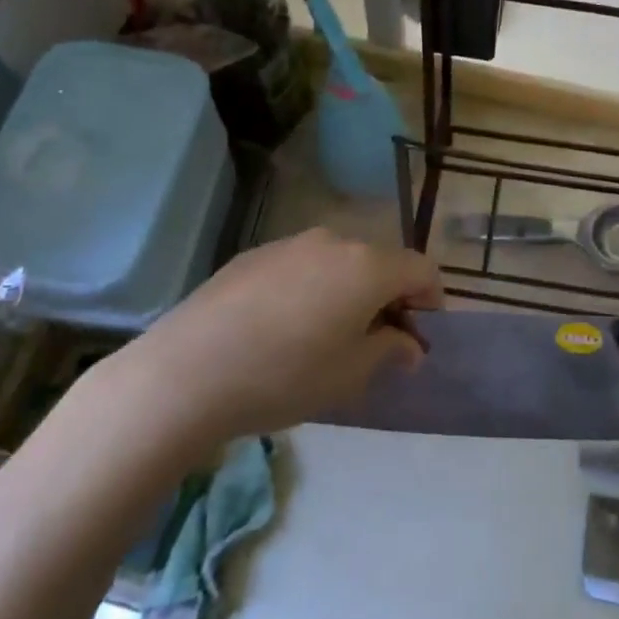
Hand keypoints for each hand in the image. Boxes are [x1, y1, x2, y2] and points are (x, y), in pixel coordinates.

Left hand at [79, 229, 442, 459]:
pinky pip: (301, 266)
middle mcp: (333, 242)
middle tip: (376, 341)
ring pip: (338, 262)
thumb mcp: (351, 374)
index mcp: (367, 266)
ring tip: (327, 336)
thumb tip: (409, 344)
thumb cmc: (285, 376)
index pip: (421, 269)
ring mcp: (289, 243)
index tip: (418, 336)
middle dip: (389, 297)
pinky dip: (311, 288)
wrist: (187, 372)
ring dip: (349, 291)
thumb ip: (390, 350)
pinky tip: (283, 327)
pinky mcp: (253, 255)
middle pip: (380, 261)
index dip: (431, 301)